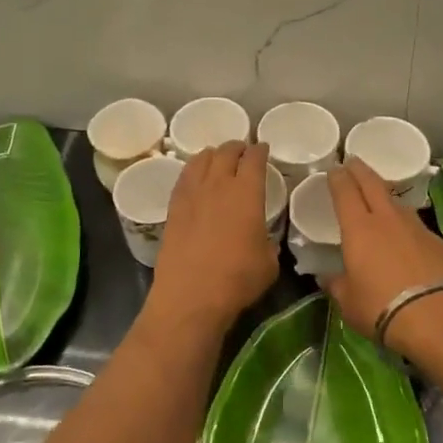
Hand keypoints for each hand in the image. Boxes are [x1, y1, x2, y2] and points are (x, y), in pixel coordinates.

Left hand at [149, 141, 278, 330]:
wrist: (191, 294)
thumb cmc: (238, 278)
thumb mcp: (269, 262)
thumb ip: (268, 242)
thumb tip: (263, 238)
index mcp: (247, 192)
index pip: (254, 158)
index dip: (260, 150)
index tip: (263, 149)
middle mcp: (218, 184)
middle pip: (226, 152)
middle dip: (236, 147)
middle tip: (242, 151)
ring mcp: (192, 194)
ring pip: (201, 160)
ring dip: (213, 155)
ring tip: (217, 158)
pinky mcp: (173, 207)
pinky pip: (184, 177)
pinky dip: (193, 171)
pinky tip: (195, 178)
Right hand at [322, 158, 442, 338]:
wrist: (440, 319)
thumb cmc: (382, 309)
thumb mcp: (349, 303)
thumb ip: (337, 285)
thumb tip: (327, 277)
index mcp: (359, 228)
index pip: (346, 192)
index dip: (338, 178)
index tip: (334, 168)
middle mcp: (388, 219)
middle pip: (373, 184)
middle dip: (361, 170)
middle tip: (353, 161)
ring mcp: (417, 229)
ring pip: (397, 203)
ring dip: (385, 196)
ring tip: (379, 198)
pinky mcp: (440, 243)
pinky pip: (417, 226)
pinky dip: (406, 226)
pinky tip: (406, 238)